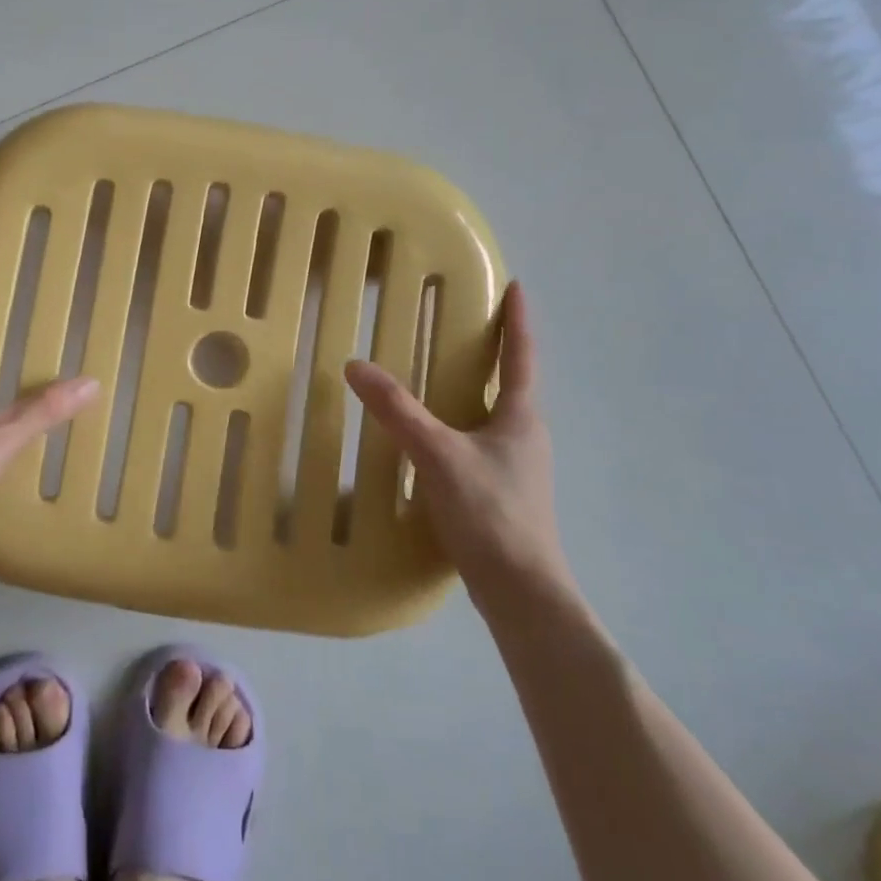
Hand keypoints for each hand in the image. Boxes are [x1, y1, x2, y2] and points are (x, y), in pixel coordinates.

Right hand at [345, 281, 571, 600]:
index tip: (516, 287)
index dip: (518, 320)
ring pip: (492, 415)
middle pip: (510, 382)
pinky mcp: (502, 493)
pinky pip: (478, 443)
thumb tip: (356, 366)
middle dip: (491, 351)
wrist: (522, 593)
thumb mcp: (436, 454)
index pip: (522, 356)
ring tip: (439, 375)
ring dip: (473, 390)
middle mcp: (524, 435)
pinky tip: (431, 439)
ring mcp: (516, 467)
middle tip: (461, 325)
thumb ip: (397, 410)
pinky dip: (458, 426)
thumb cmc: (490, 513)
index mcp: (520, 417)